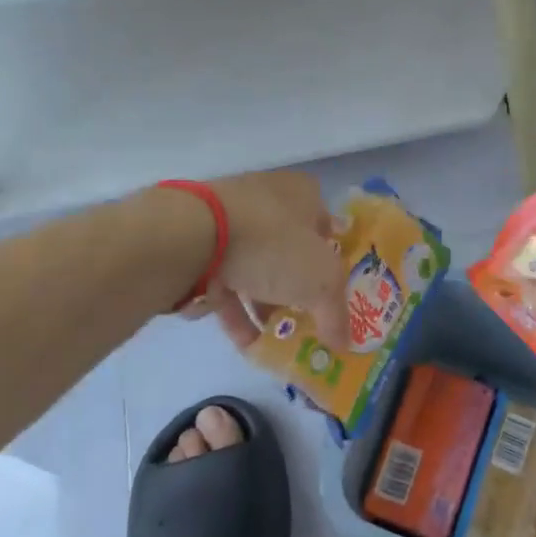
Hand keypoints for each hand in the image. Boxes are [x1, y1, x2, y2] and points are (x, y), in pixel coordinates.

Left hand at [185, 172, 347, 350]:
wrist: (191, 236)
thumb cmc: (272, 245)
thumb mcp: (321, 282)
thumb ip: (336, 314)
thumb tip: (344, 343)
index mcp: (301, 193)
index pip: (327, 225)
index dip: (333, 259)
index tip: (333, 293)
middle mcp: (266, 199)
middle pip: (290, 251)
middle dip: (297, 289)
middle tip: (305, 321)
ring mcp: (228, 221)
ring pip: (255, 268)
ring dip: (265, 306)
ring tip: (275, 341)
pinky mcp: (198, 244)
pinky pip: (224, 280)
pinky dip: (236, 310)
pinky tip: (245, 343)